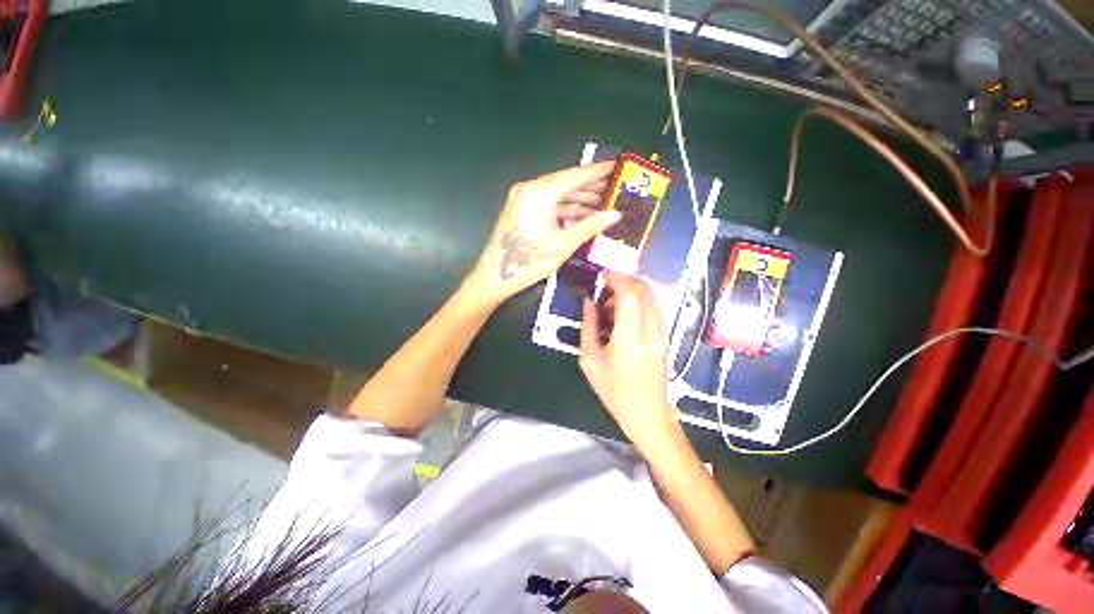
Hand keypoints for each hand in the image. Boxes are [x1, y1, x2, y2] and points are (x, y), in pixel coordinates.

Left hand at [464, 161, 620, 305]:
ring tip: (601, 203)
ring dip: (578, 198)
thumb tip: (615, 214)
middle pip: (565, 182)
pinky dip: (564, 208)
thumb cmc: (529, 261)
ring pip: (556, 193)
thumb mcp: (564, 244)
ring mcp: (523, 198)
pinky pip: (547, 203)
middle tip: (612, 188)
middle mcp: (530, 188)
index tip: (615, 166)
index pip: (575, 176)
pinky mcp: (520, 208)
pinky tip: (581, 214)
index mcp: (540, 192)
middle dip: (590, 186)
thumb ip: (591, 226)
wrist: (494, 276)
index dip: (597, 171)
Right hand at [579, 272, 679, 449]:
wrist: (647, 414)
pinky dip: (638, 303)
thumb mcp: (590, 360)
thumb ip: (588, 326)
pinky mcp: (664, 336)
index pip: (630, 294)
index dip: (617, 278)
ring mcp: (661, 332)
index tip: (602, 275)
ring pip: (650, 298)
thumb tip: (589, 302)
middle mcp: (650, 330)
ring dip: (630, 293)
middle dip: (623, 282)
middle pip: (644, 290)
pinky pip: (653, 309)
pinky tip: (623, 317)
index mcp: (630, 337)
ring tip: (610, 308)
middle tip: (604, 292)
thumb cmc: (615, 391)